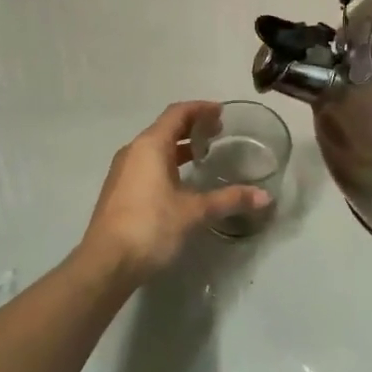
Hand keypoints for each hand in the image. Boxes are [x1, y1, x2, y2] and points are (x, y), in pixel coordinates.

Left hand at [81, 102, 270, 281]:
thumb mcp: (194, 212)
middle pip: (166, 127)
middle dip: (192, 126)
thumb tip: (265, 197)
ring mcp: (123, 171)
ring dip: (180, 146)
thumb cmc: (150, 226)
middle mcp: (134, 151)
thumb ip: (228, 199)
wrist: (106, 263)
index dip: (201, 109)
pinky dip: (168, 162)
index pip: (178, 113)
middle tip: (218, 131)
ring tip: (204, 154)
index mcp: (150, 145)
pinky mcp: (120, 190)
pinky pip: (147, 164)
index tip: (222, 112)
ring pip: (155, 147)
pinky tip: (182, 181)